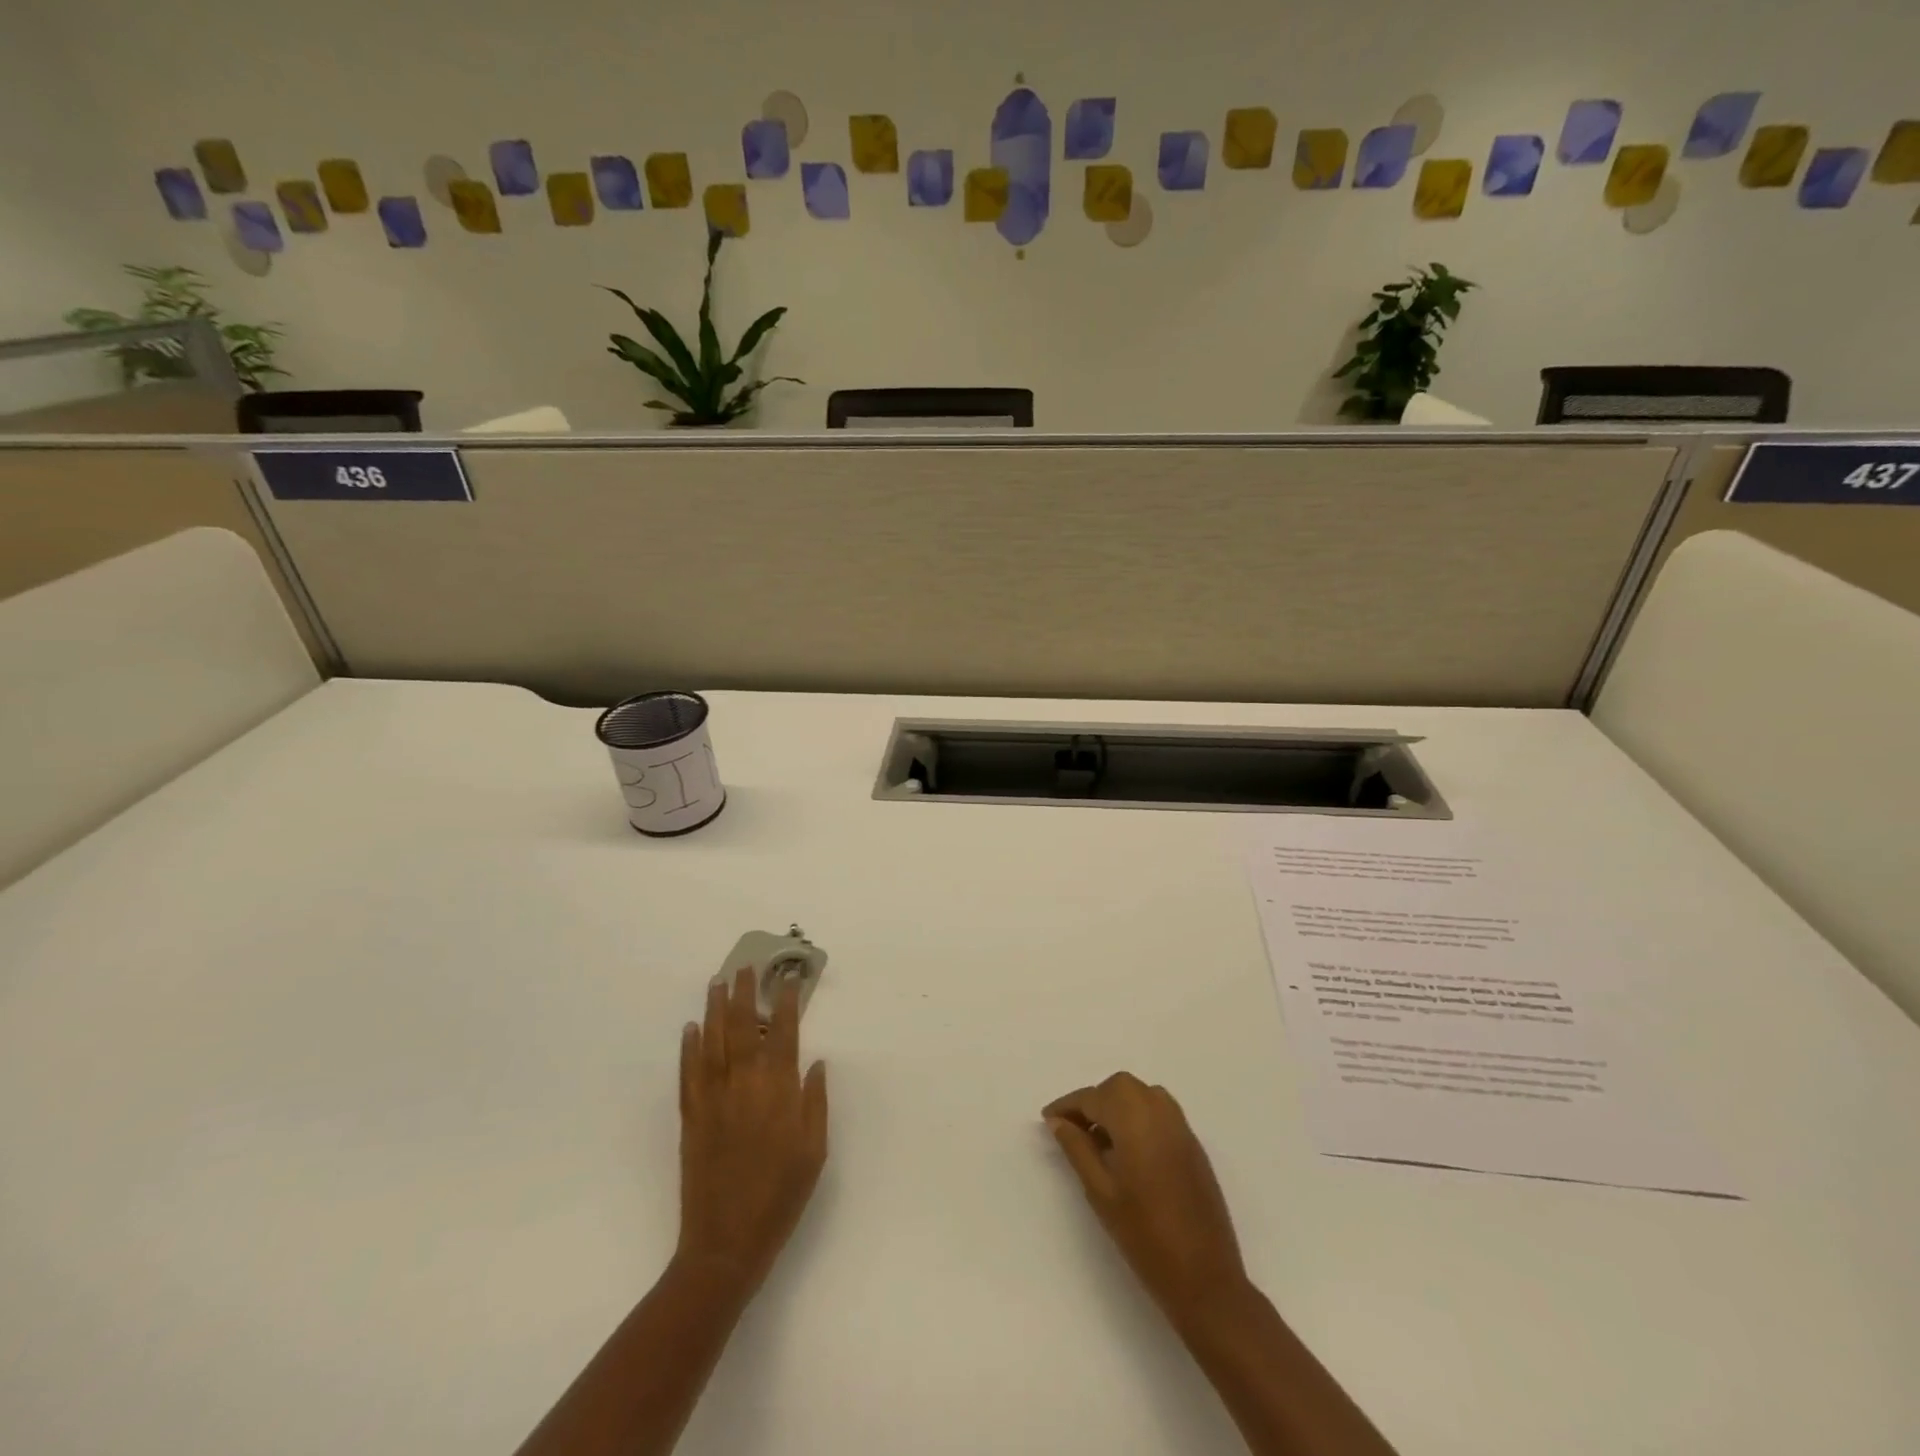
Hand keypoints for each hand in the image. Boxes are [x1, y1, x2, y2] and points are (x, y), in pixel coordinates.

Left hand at [676, 966, 828, 1297]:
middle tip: (746, 967)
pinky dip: (688, 1048)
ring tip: (717, 983)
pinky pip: (688, 1073)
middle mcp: (744, 1086)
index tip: (788, 979)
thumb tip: (816, 1062)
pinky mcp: (691, 1118)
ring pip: (713, 1043)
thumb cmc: (780, 1198)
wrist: (726, 1244)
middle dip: (746, 995)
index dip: (787, 1003)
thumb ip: (815, 1103)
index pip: (784, 1034)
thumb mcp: (815, 1152)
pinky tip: (690, 1028)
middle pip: (744, 1028)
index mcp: (778, 1092)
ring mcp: (713, 1100)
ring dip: (715, 1010)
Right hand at [1044, 1073, 1248, 1329]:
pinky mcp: (1193, 1145)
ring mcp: (1181, 1127)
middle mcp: (1160, 1111)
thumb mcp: (1100, 1191)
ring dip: (1117, 1106)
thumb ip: (1077, 1148)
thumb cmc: (1144, 1235)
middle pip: (1119, 1088)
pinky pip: (1159, 1113)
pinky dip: (1138, 1117)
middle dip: (1094, 1101)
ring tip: (1099, 1139)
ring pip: (1141, 1096)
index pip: (1093, 1097)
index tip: (1048, 1119)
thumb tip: (1058, 1121)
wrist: (1205, 1279)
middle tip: (1073, 1129)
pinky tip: (1127, 1151)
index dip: (1067, 1106)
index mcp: (1134, 1118)